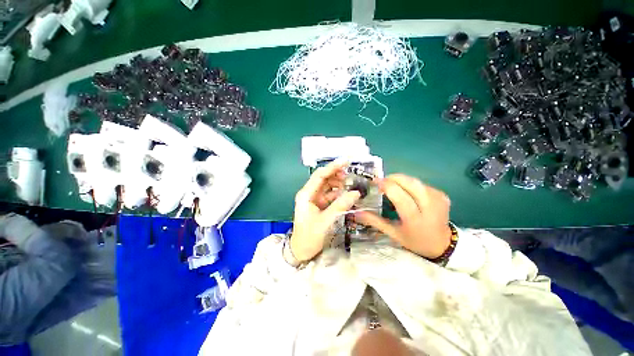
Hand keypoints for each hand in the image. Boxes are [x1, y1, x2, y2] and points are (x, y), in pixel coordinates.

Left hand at [290, 160, 360, 261]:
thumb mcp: (326, 221)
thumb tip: (356, 193)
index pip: (320, 175)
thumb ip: (340, 206)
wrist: (301, 251)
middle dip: (337, 174)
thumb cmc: (309, 236)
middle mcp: (309, 193)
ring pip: (328, 186)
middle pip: (324, 178)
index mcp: (306, 194)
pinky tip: (347, 194)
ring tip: (351, 185)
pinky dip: (338, 193)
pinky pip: (330, 195)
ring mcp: (314, 199)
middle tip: (351, 175)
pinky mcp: (319, 205)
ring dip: (338, 183)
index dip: (333, 167)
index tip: (346, 161)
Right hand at [355, 174, 451, 258]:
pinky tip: (405, 191)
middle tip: (381, 182)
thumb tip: (355, 212)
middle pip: (409, 182)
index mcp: (415, 219)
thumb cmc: (415, 241)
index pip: (399, 195)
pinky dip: (410, 184)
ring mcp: (438, 199)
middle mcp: (429, 206)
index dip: (385, 185)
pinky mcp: (442, 195)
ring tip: (391, 186)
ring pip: (415, 180)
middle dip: (392, 178)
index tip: (374, 182)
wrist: (443, 245)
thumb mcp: (393, 234)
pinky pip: (421, 183)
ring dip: (400, 180)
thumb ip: (374, 221)